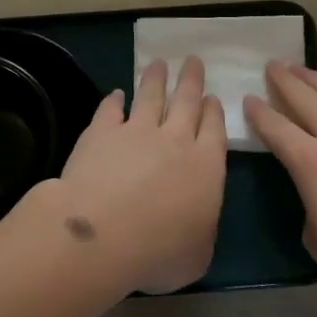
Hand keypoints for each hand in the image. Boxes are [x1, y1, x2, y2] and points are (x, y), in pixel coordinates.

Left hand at [48, 56, 226, 294]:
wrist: (102, 234)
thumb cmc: (159, 252)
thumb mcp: (198, 255)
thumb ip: (201, 231)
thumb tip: (196, 224)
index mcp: (206, 166)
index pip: (214, 129)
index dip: (214, 111)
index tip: (212, 97)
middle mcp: (175, 140)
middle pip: (187, 101)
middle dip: (191, 80)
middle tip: (193, 61)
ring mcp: (137, 131)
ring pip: (150, 96)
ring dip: (156, 79)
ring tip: (159, 63)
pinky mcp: (101, 132)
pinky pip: (110, 109)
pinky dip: (113, 100)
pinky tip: (114, 94)